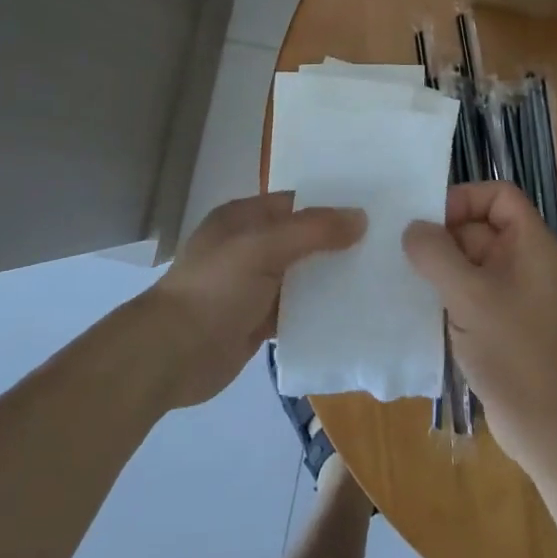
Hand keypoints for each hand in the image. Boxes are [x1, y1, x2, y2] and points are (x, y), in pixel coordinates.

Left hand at [151, 192, 363, 406]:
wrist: (171, 355)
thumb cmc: (215, 288)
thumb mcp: (262, 248)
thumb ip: (312, 230)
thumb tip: (360, 217)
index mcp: (243, 218)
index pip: (295, 202)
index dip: (330, 204)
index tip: (373, 210)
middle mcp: (249, 247)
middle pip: (301, 239)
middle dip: (336, 243)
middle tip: (385, 246)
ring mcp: (253, 286)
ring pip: (301, 276)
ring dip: (330, 278)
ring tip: (378, 277)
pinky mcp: (257, 321)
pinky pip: (296, 310)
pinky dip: (318, 311)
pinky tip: (352, 313)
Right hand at [402, 182, 556, 467]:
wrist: (549, 429)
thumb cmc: (514, 351)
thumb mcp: (468, 296)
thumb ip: (436, 254)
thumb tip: (413, 229)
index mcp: (533, 244)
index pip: (499, 195)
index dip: (464, 198)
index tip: (429, 221)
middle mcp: (529, 261)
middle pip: (482, 225)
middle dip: (445, 234)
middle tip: (405, 248)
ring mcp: (518, 293)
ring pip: (473, 260)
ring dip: (442, 265)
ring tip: (406, 274)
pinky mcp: (506, 321)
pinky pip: (474, 289)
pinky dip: (450, 291)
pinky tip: (421, 303)